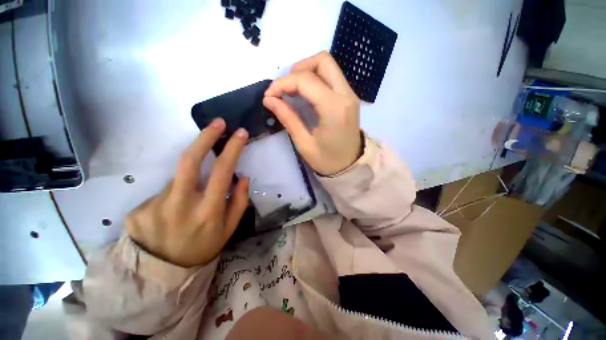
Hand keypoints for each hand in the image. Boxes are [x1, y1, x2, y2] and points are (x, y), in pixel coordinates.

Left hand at [126, 118, 249, 266]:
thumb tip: (243, 177)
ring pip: (179, 179)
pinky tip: (172, 214)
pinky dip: (174, 196)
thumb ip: (239, 201)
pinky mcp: (139, 208)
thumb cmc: (203, 248)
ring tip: (191, 202)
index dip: (232, 148)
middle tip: (218, 123)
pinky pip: (164, 192)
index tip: (240, 133)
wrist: (161, 273)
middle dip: (206, 137)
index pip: (222, 170)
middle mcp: (181, 204)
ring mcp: (155, 205)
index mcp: (208, 210)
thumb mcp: (229, 229)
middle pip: (190, 160)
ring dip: (190, 182)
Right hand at [263, 51, 361, 175]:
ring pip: (328, 66)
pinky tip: (305, 94)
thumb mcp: (304, 143)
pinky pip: (332, 77)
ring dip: (307, 72)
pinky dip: (315, 79)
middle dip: (298, 69)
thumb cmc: (327, 160)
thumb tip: (269, 99)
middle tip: (285, 89)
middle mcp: (345, 95)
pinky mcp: (349, 97)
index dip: (283, 83)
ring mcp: (350, 95)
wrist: (350, 166)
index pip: (305, 80)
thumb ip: (288, 118)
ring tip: (293, 91)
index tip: (269, 95)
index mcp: (334, 109)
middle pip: (322, 61)